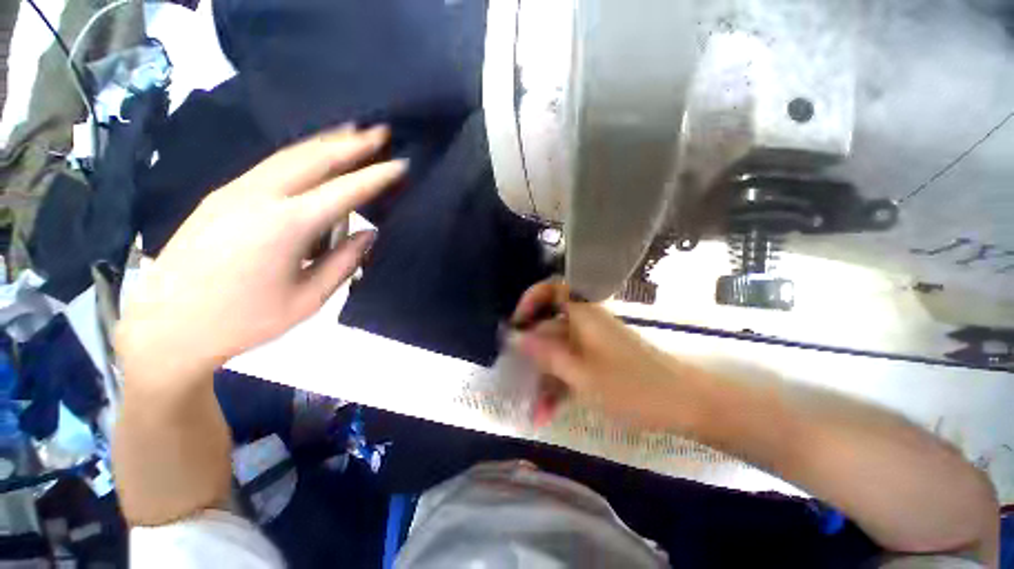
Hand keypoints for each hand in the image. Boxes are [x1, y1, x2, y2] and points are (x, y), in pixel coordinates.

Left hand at [117, 125, 406, 376]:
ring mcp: (235, 191)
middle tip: (380, 130)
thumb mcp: (309, 299)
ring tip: (352, 132)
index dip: (377, 177)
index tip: (401, 164)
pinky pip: (270, 165)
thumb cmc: (246, 320)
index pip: (345, 191)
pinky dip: (300, 154)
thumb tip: (368, 233)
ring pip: (289, 155)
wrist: (168, 327)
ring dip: (325, 142)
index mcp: (286, 226)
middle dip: (352, 142)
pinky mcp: (221, 195)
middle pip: (314, 158)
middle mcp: (260, 197)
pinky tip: (313, 155)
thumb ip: (344, 262)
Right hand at [511, 279, 701, 429]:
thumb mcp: (581, 373)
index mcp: (583, 314)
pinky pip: (572, 366)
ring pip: (559, 351)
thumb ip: (545, 353)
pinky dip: (560, 384)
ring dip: (545, 378)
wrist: (686, 405)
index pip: (552, 289)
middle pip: (549, 327)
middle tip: (517, 377)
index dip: (531, 299)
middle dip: (532, 355)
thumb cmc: (632, 386)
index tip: (517, 323)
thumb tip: (514, 336)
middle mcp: (585, 323)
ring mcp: (592, 343)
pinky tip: (549, 411)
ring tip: (534, 410)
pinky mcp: (599, 361)